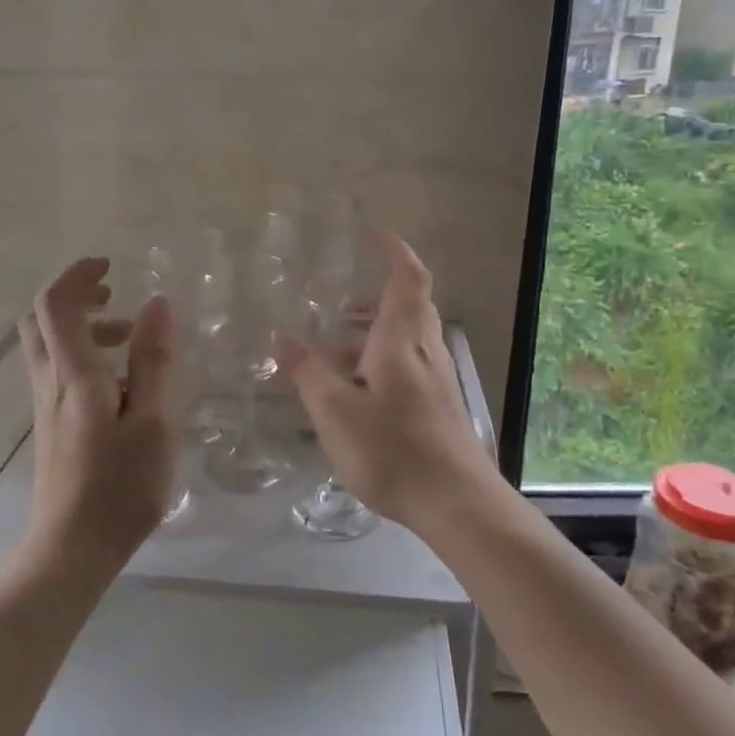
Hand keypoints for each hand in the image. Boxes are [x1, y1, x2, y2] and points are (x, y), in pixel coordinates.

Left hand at [19, 257, 179, 570]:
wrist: (71, 550)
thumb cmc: (120, 487)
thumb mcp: (152, 421)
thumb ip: (154, 361)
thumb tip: (157, 303)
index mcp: (74, 375)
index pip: (55, 304)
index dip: (77, 274)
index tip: (111, 267)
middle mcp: (50, 383)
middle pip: (40, 320)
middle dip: (74, 295)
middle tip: (114, 294)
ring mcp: (46, 407)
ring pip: (49, 347)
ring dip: (84, 327)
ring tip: (131, 338)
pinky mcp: (52, 427)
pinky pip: (59, 372)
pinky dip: (85, 356)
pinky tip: (123, 384)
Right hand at [281, 232, 495, 529]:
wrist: (456, 502)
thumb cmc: (393, 450)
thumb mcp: (335, 412)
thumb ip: (306, 372)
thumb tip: (278, 336)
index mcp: (402, 340)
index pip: (407, 278)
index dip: (394, 250)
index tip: (374, 233)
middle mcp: (425, 351)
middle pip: (412, 305)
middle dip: (381, 291)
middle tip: (344, 298)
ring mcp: (438, 379)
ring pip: (410, 337)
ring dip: (379, 329)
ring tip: (339, 345)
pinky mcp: (441, 405)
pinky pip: (411, 364)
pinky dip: (385, 358)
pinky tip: (360, 390)